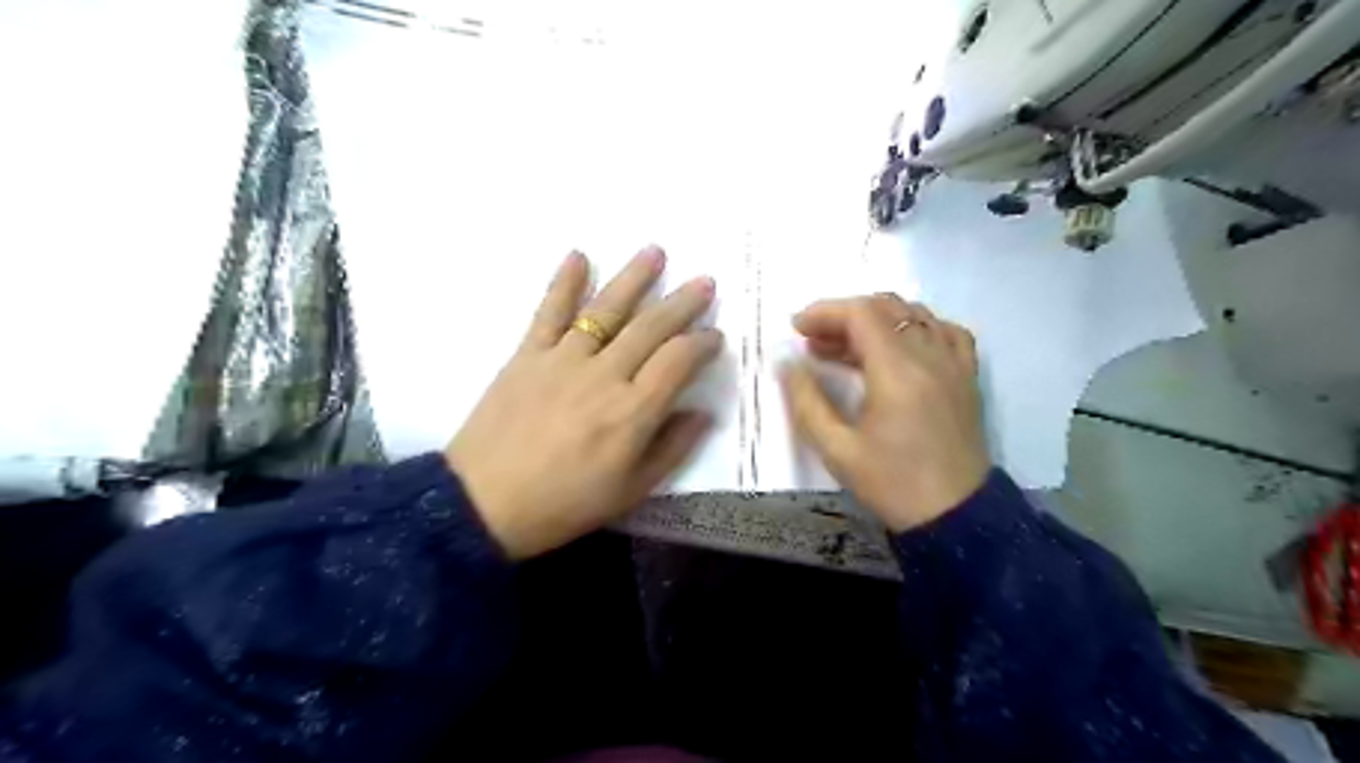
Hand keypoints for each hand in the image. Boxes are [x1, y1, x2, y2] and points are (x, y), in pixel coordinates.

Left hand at [446, 248, 720, 557]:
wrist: (483, 505)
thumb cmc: (564, 504)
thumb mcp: (630, 491)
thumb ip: (672, 449)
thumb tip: (703, 413)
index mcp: (633, 412)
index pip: (678, 361)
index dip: (703, 344)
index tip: (716, 336)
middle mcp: (603, 375)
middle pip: (650, 328)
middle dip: (682, 303)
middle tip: (704, 282)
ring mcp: (563, 359)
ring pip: (606, 309)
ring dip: (634, 278)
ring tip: (655, 251)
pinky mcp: (527, 355)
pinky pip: (549, 312)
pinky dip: (563, 281)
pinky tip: (578, 255)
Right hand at [774, 295, 990, 533]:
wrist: (954, 516)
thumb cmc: (892, 484)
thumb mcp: (837, 450)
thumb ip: (806, 401)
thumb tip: (787, 364)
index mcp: (897, 371)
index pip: (861, 315)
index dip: (824, 312)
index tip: (797, 328)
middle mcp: (930, 355)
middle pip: (886, 307)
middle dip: (844, 315)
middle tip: (814, 341)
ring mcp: (954, 364)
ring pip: (915, 314)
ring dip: (876, 319)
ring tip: (847, 347)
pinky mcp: (967, 377)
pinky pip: (945, 332)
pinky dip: (917, 327)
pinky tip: (899, 348)